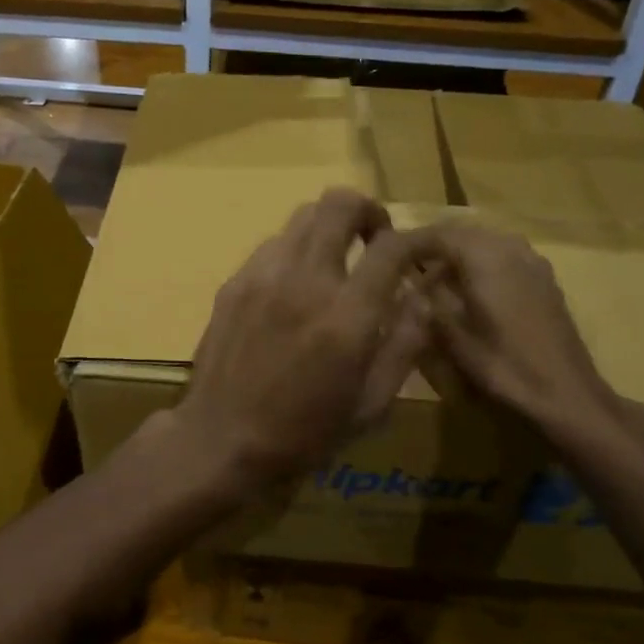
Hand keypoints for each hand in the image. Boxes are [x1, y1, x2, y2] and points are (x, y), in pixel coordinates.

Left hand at [169, 189, 428, 498]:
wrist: (221, 439)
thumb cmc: (305, 433)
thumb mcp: (372, 404)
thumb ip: (405, 344)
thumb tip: (422, 296)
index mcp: (346, 317)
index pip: (390, 247)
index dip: (416, 238)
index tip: (422, 249)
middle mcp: (304, 281)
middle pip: (339, 204)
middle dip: (367, 211)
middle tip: (374, 240)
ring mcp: (262, 275)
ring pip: (303, 215)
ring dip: (329, 228)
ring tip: (334, 262)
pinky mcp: (234, 281)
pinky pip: (273, 243)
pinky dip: (296, 250)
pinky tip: (295, 286)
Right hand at [405, 219, 643, 452]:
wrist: (567, 395)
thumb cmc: (505, 367)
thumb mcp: (453, 338)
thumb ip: (428, 303)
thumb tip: (408, 285)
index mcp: (486, 259)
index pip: (439, 234)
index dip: (410, 242)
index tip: (385, 253)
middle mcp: (510, 249)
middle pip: (462, 232)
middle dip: (432, 244)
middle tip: (404, 264)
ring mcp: (532, 262)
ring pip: (484, 241)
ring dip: (456, 252)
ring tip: (432, 277)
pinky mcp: (543, 279)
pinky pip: (503, 255)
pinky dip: (480, 262)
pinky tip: (468, 288)